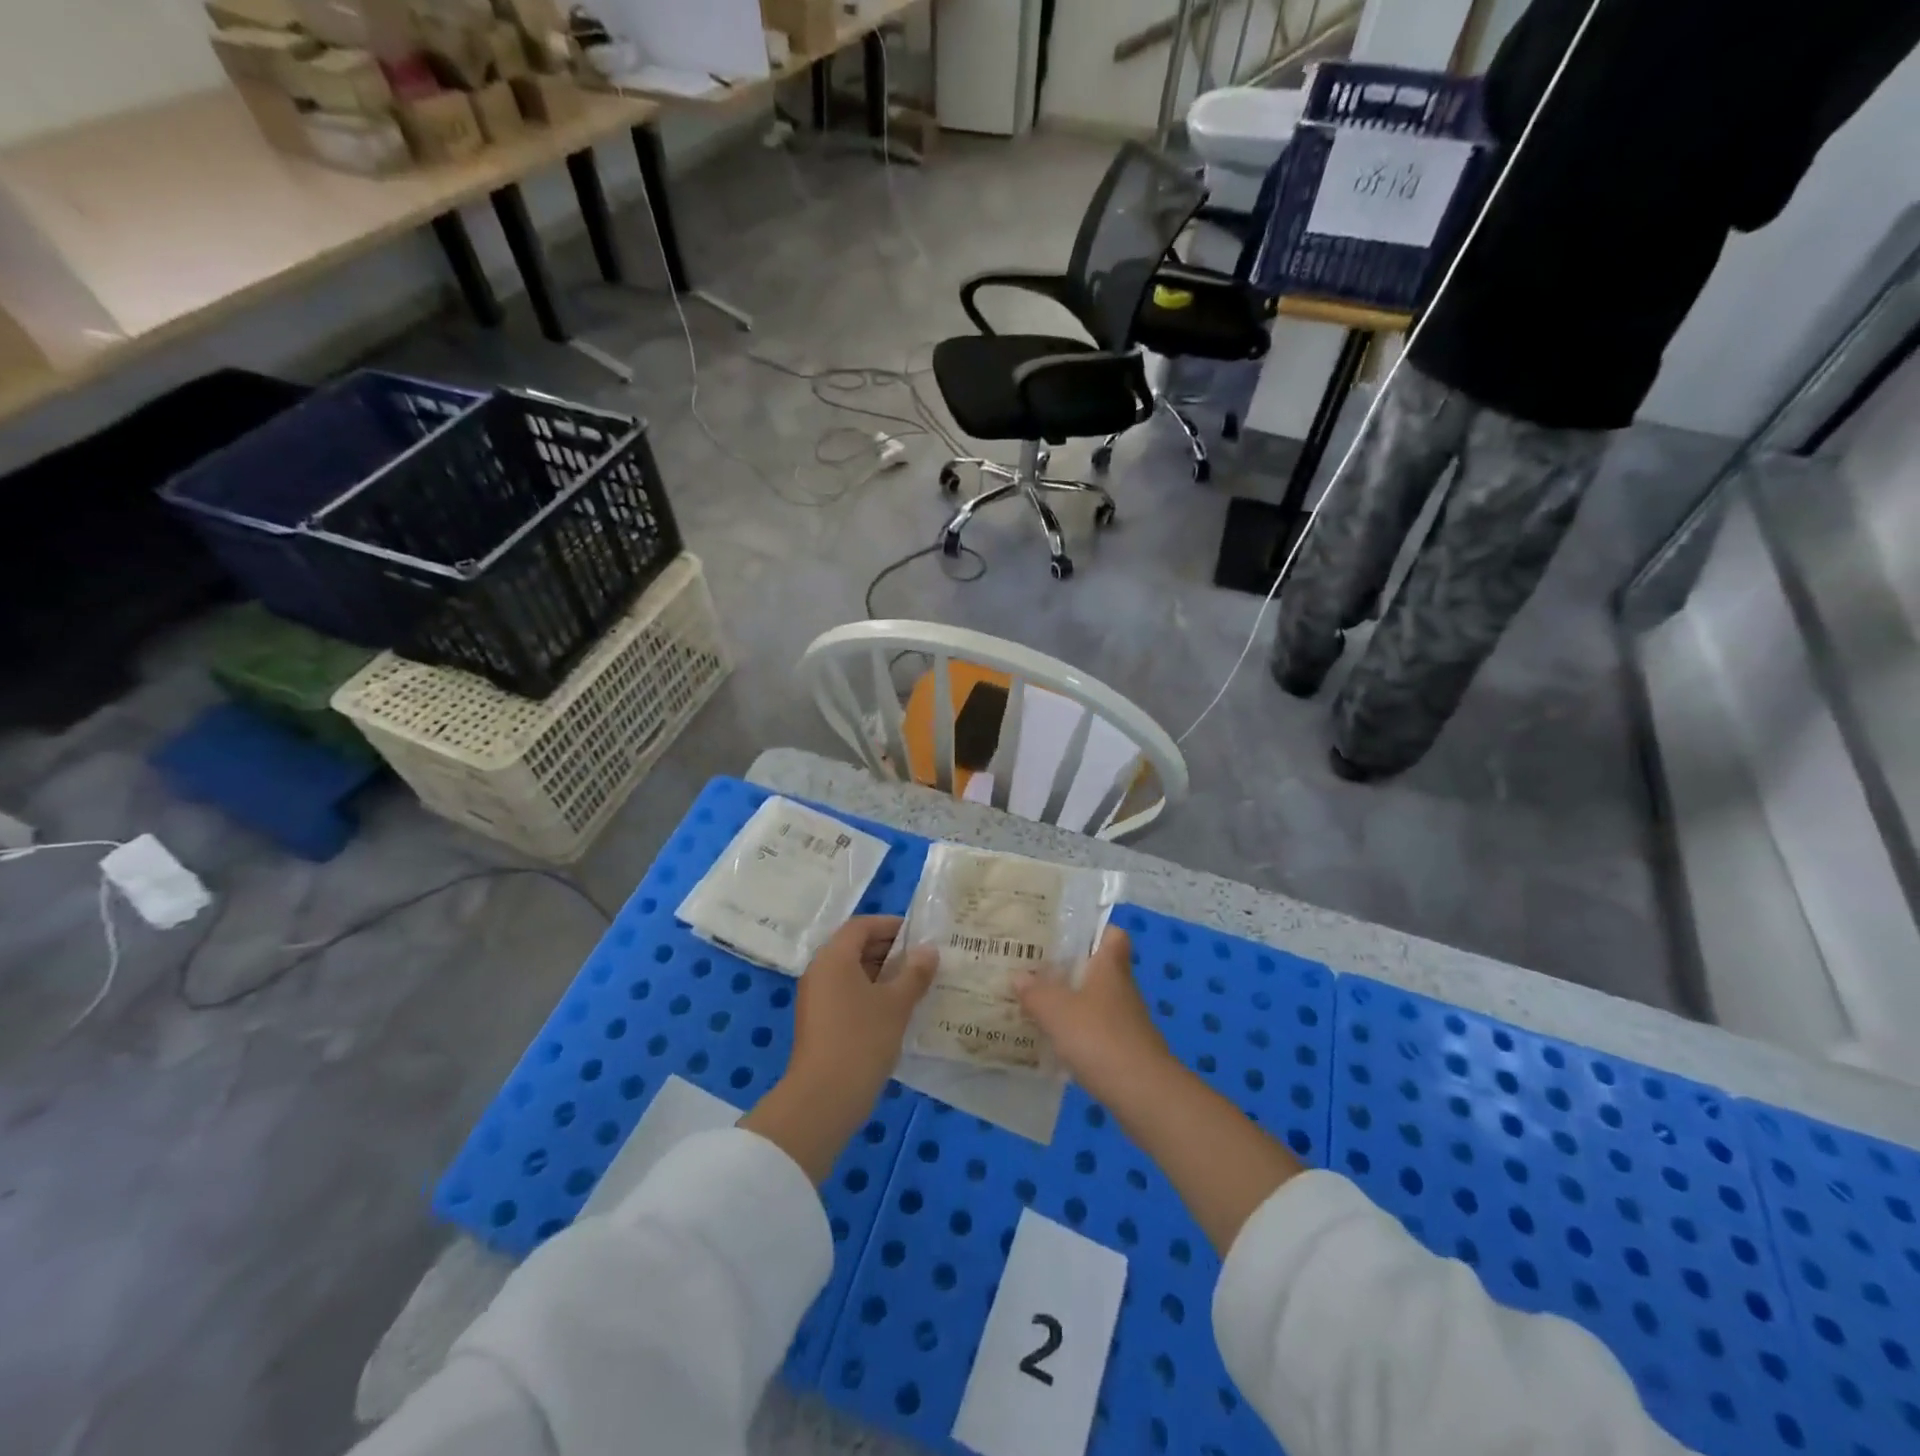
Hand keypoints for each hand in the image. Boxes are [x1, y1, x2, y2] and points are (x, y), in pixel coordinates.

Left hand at [791, 916, 938, 1103]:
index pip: (861, 926)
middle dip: (888, 949)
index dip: (890, 925)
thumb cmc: (862, 1039)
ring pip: (851, 972)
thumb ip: (914, 973)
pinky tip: (896, 1010)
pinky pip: (846, 993)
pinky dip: (870, 993)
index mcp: (834, 957)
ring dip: (881, 973)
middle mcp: (820, 971)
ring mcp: (816, 998)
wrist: (824, 1098)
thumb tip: (929, 950)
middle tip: (922, 960)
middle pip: (854, 947)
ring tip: (915, 984)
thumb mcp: (896, 1004)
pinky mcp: (819, 1022)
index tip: (918, 934)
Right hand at [1016, 927, 1172, 1102]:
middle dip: (1071, 968)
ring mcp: (1125, 1020)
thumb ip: (1035, 992)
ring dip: (1071, 1002)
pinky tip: (1053, 1041)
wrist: (1143, 1093)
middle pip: (1099, 968)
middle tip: (1036, 968)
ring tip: (1037, 1003)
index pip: (1112, 935)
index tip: (1066, 934)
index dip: (1094, 930)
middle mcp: (1121, 988)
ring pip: (1096, 1000)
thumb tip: (1018, 975)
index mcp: (1110, 967)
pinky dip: (1077, 1032)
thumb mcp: (1057, 1011)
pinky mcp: (1124, 1049)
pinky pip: (1096, 1030)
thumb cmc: (1099, 1038)